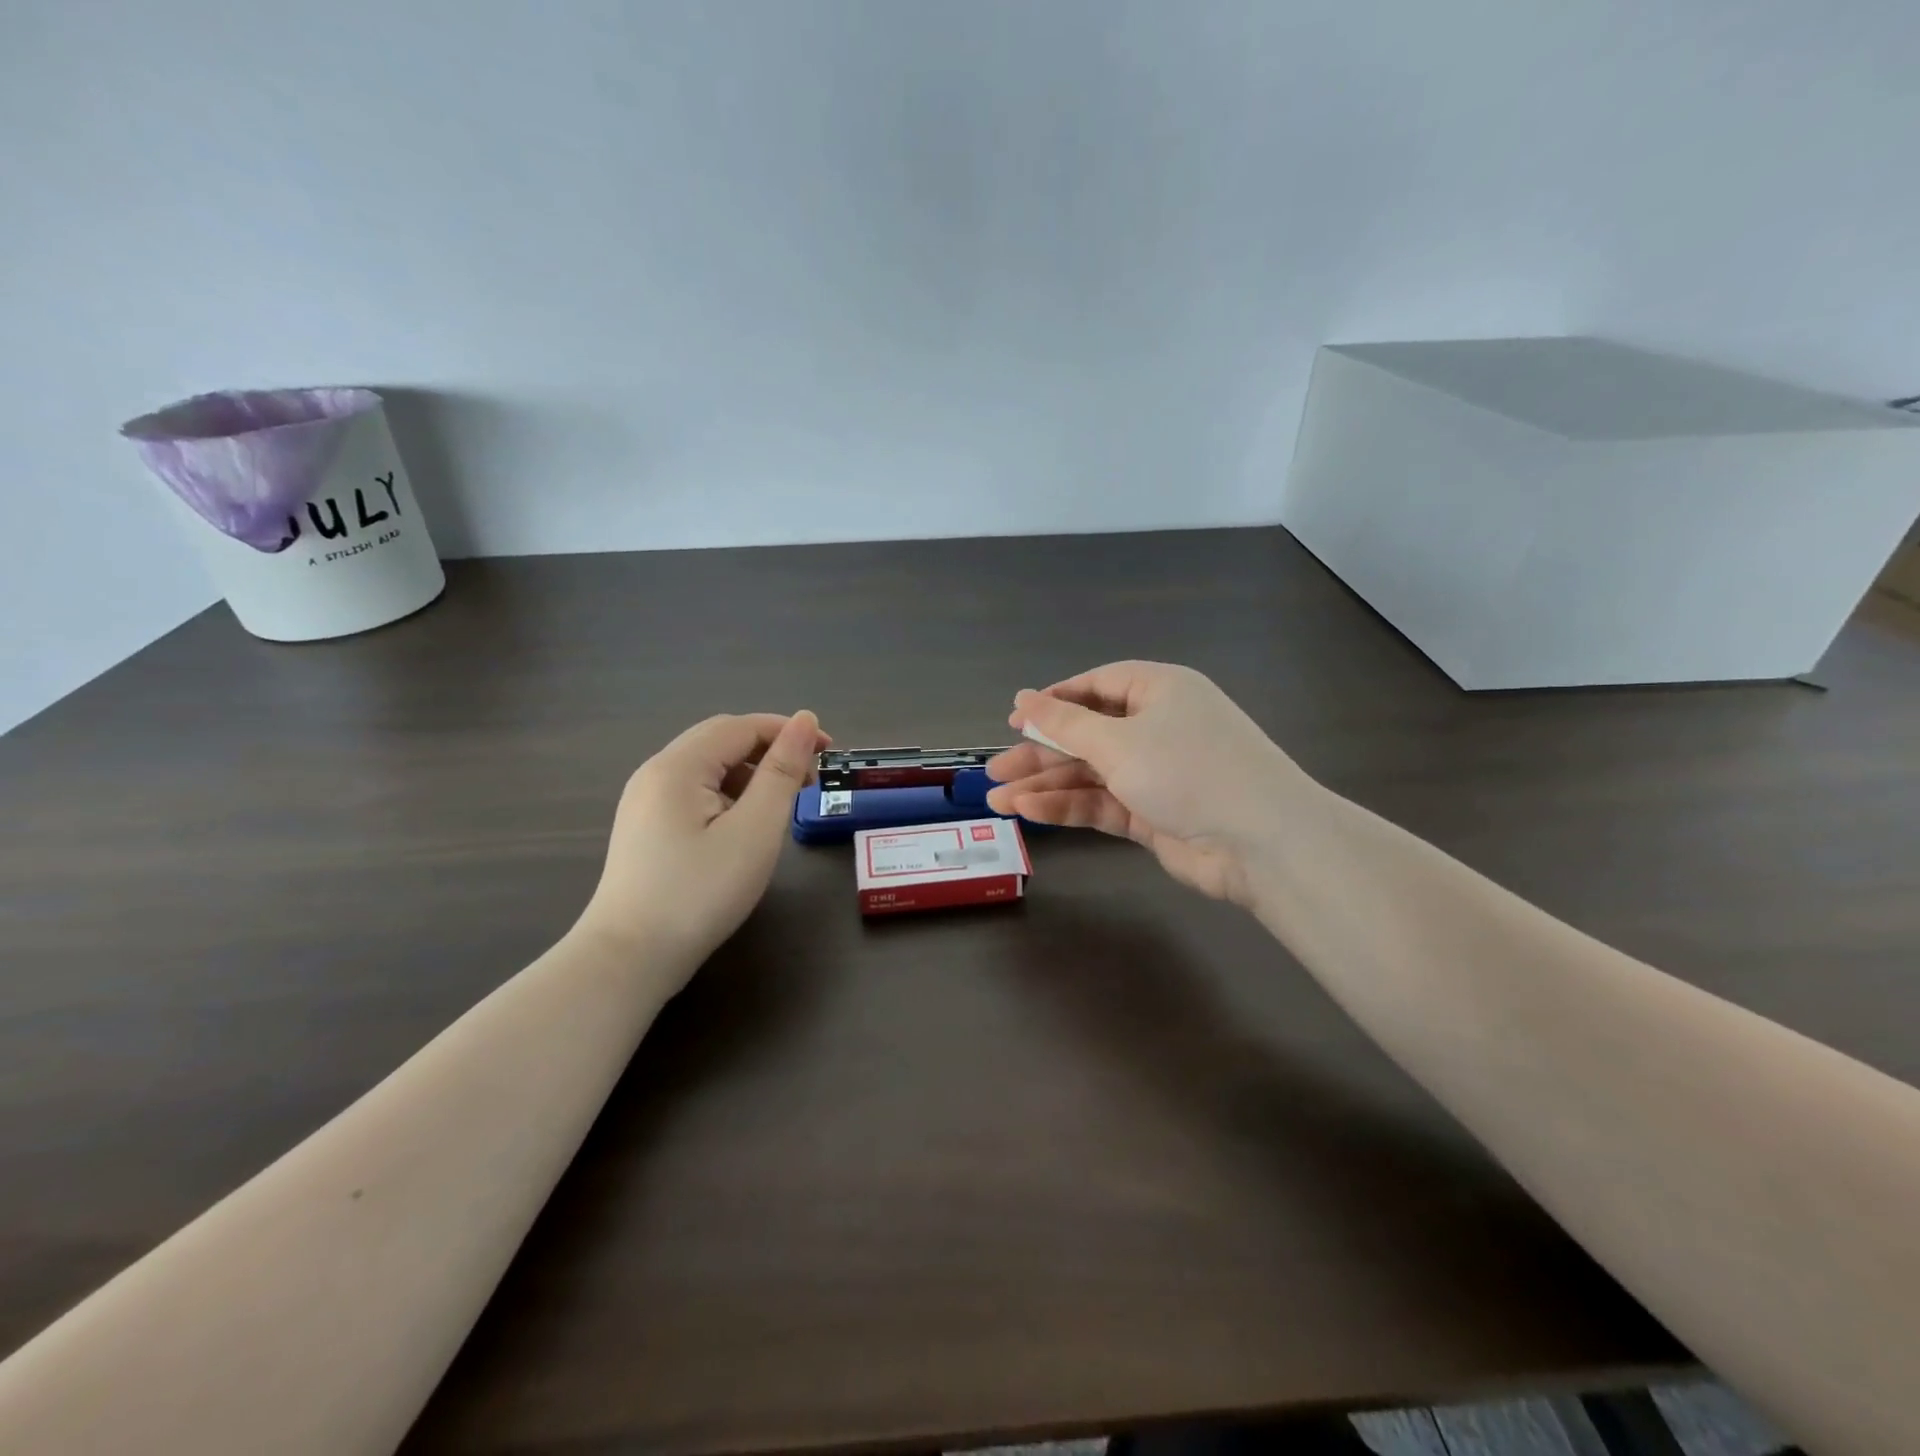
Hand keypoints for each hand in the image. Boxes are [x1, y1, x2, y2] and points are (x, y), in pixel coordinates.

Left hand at [578, 711, 829, 981]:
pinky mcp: (645, 828)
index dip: (788, 731)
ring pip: (708, 767)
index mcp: (678, 766)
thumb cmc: (700, 892)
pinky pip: (694, 792)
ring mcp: (645, 801)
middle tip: (811, 778)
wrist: (629, 959)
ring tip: (783, 804)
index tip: (830, 752)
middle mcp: (656, 773)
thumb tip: (806, 720)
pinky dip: (729, 795)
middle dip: (770, 750)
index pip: (741, 726)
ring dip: (751, 773)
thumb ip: (782, 772)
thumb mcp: (754, 830)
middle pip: (721, 740)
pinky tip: (745, 825)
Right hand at [984, 662, 1302, 906]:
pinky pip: (1103, 803)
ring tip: (997, 800)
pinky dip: (1069, 807)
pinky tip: (1030, 812)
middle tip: (994, 770)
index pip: (1097, 686)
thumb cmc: (1188, 769)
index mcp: (1159, 691)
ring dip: (1046, 785)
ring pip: (1090, 774)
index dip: (1054, 701)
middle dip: (1040, 753)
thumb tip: (1023, 698)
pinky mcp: (1154, 814)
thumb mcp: (1118, 740)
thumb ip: (1064, 723)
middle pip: (1087, 734)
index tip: (1015, 719)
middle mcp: (1158, 727)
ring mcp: (1156, 773)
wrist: (1261, 842)